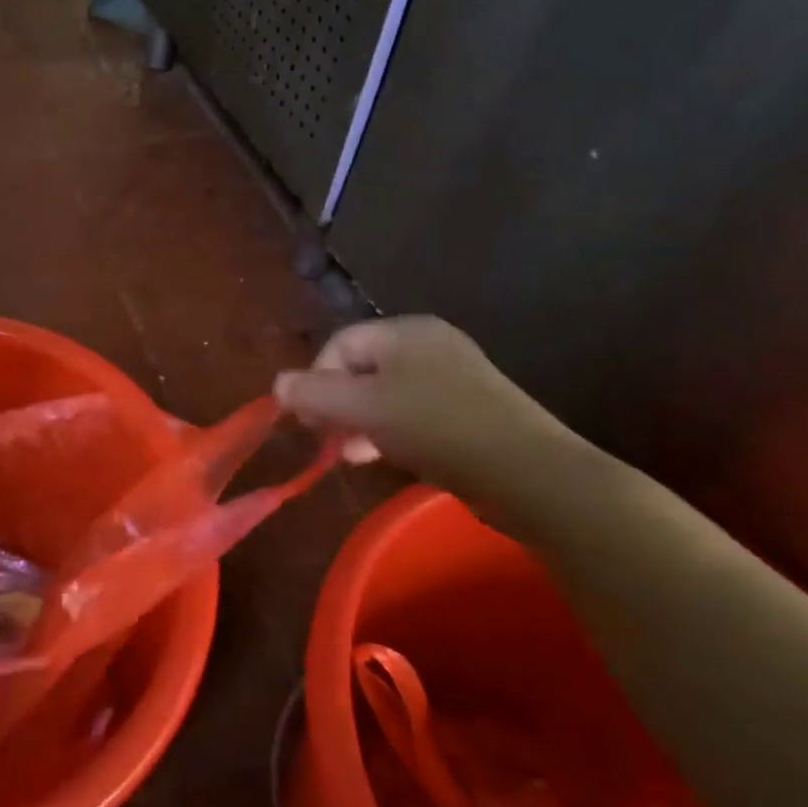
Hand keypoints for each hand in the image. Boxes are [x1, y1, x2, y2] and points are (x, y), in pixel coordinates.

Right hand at [274, 316, 575, 506]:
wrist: (530, 474)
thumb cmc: (437, 427)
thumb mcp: (365, 408)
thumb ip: (316, 394)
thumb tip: (277, 384)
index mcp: (406, 332)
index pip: (340, 343)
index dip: (316, 379)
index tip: (310, 420)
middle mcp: (430, 345)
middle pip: (362, 367)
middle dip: (337, 403)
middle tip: (327, 439)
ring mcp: (453, 378)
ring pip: (386, 394)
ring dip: (361, 422)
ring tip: (352, 454)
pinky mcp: (469, 411)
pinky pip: (414, 413)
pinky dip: (391, 432)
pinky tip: (385, 457)